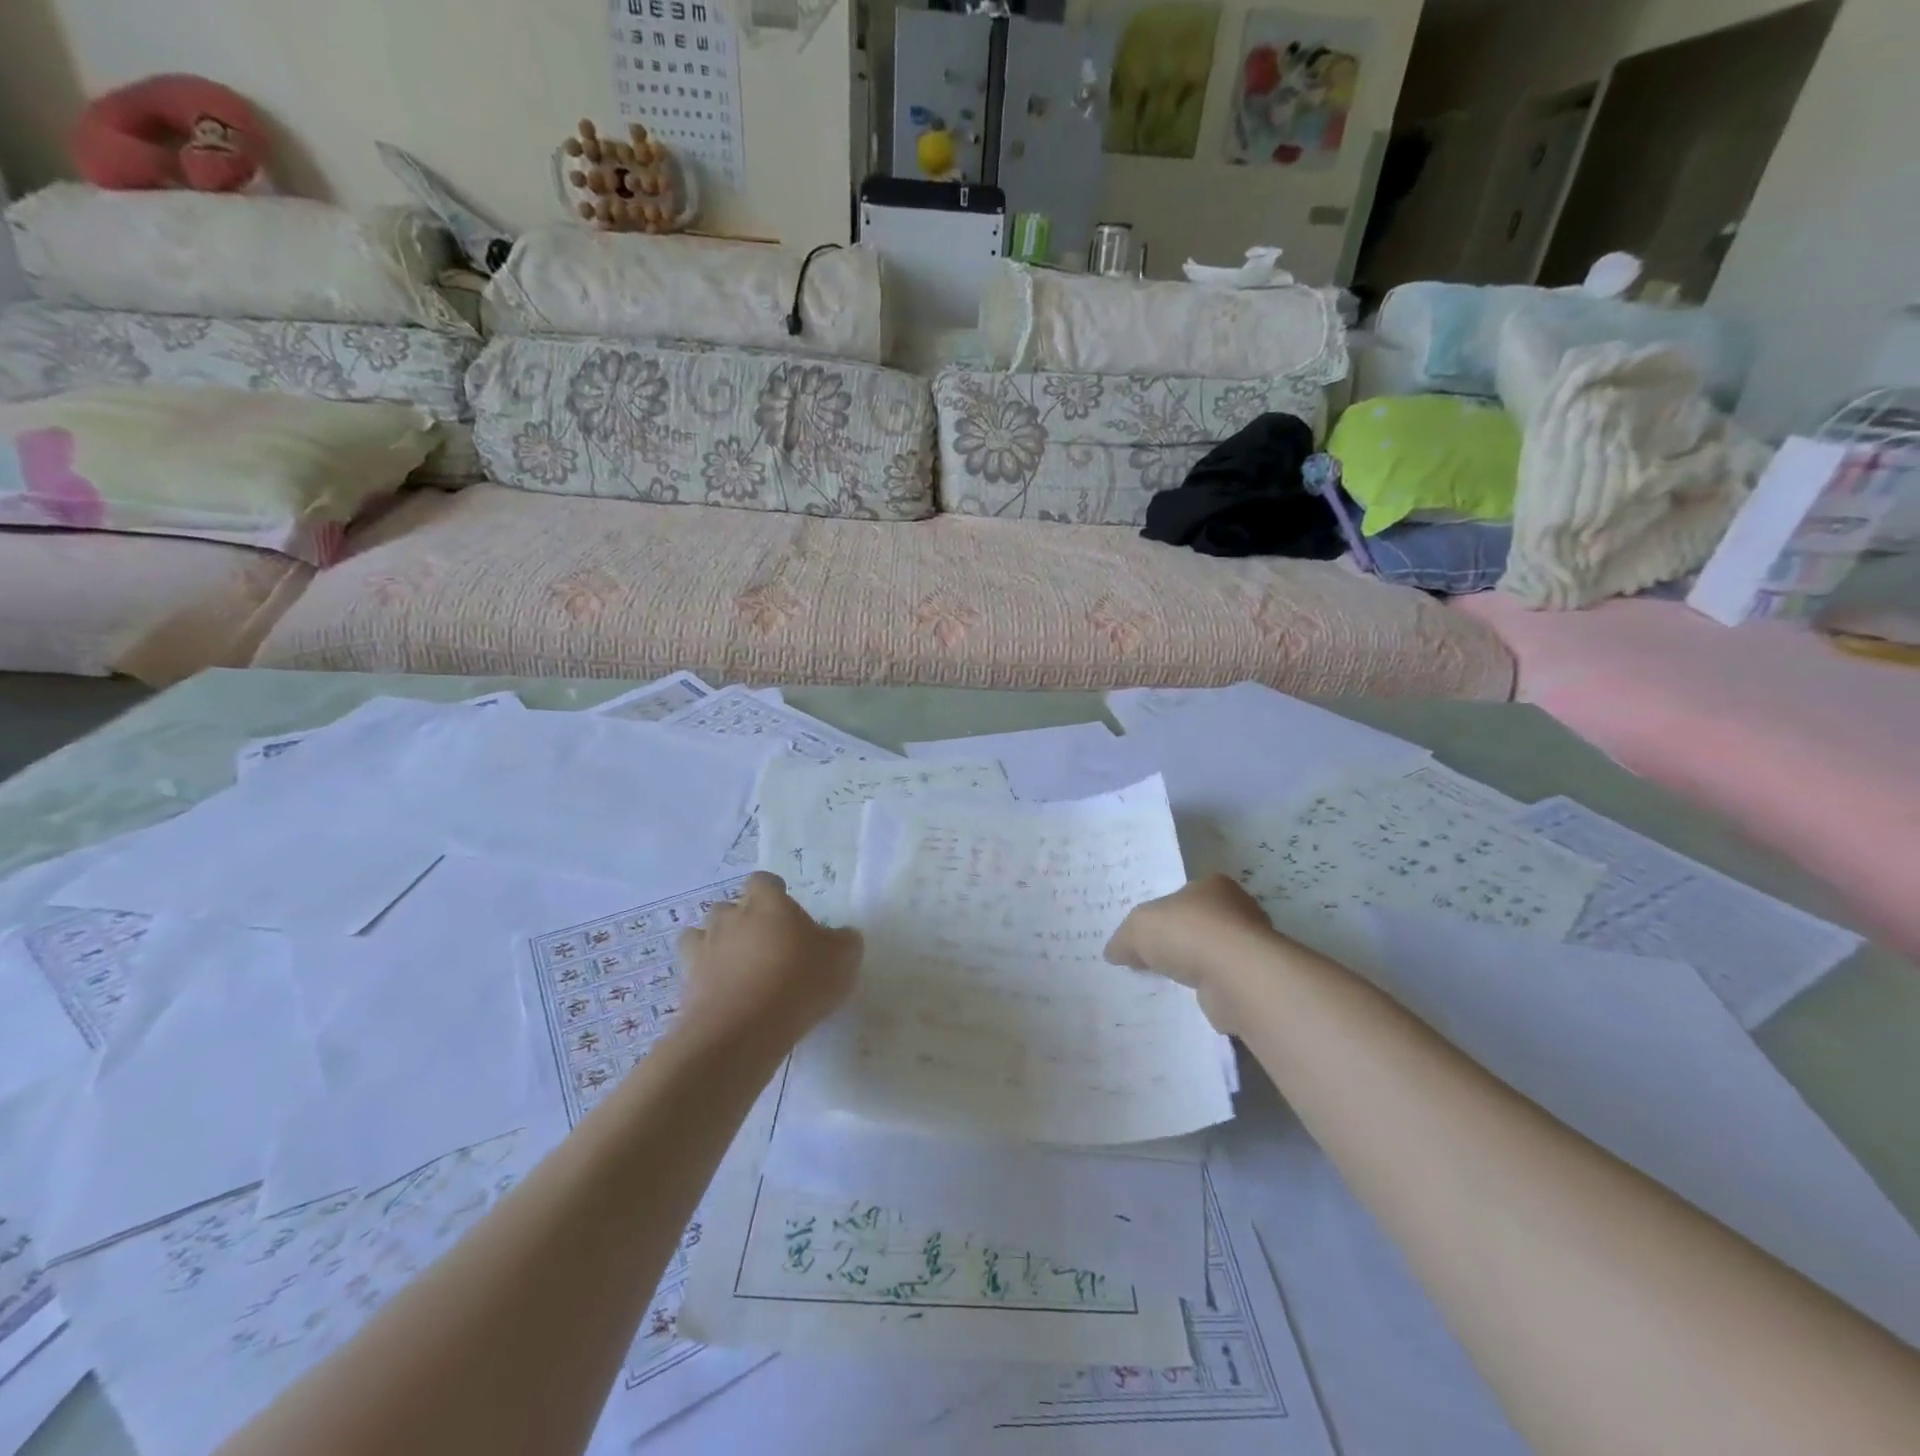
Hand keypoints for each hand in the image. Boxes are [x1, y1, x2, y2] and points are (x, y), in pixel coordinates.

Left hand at [679, 872, 861, 1045]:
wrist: (742, 1030)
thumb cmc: (798, 981)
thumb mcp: (842, 959)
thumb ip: (844, 941)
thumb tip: (842, 936)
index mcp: (767, 903)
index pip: (763, 881)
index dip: (773, 894)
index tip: (787, 913)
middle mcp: (730, 918)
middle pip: (730, 907)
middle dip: (743, 920)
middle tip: (766, 945)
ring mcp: (703, 949)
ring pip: (703, 935)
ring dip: (718, 946)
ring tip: (738, 969)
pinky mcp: (686, 984)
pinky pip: (694, 971)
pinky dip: (705, 978)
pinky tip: (724, 995)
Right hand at [1106, 875, 1277, 1031]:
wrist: (1236, 977)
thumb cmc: (1187, 933)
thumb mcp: (1138, 928)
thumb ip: (1124, 938)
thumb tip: (1114, 952)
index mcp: (1212, 886)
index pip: (1183, 895)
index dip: (1162, 912)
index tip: (1145, 933)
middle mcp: (1237, 910)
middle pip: (1198, 924)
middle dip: (1178, 941)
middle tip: (1150, 959)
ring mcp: (1249, 947)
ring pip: (1211, 955)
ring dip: (1193, 968)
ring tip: (1164, 984)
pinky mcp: (1253, 980)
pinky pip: (1221, 983)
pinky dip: (1206, 991)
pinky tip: (1186, 1002)